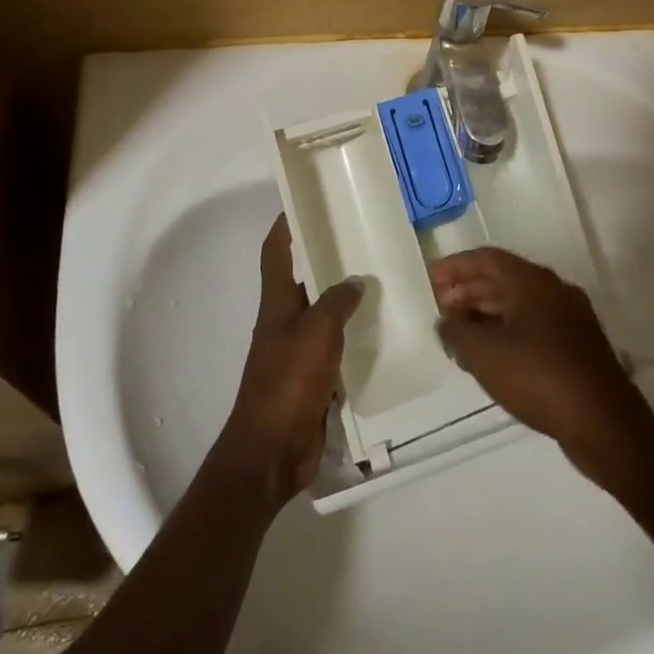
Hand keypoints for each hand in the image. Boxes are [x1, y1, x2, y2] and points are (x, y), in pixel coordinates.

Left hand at [218, 215, 363, 508]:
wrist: (272, 451)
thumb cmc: (288, 382)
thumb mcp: (316, 332)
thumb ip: (336, 302)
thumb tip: (356, 280)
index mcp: (277, 302)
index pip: (276, 252)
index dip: (286, 225)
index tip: (306, 202)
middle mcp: (285, 320)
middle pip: (302, 278)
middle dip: (325, 256)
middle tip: (361, 237)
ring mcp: (298, 350)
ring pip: (322, 311)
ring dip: (344, 296)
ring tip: (380, 278)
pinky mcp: (313, 377)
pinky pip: (335, 345)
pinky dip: (353, 334)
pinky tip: (381, 329)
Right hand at [430, 248, 645, 464]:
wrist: (605, 424)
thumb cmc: (539, 377)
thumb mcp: (485, 354)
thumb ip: (456, 332)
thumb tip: (446, 321)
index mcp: (532, 281)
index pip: (486, 258)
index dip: (455, 267)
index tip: (430, 281)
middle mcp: (554, 290)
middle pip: (503, 280)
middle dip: (468, 292)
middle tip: (441, 311)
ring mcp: (570, 318)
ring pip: (519, 305)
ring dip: (486, 315)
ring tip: (459, 338)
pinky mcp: (578, 347)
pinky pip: (534, 327)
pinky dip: (508, 333)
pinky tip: (492, 358)